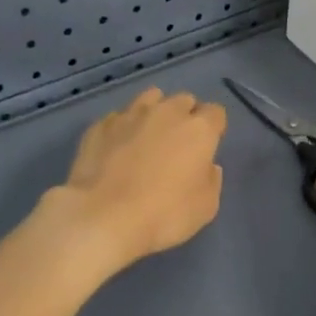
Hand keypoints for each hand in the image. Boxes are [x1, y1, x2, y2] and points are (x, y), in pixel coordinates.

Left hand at [49, 88, 226, 272]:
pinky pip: (119, 118)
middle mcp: (167, 112)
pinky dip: (123, 128)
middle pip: (184, 100)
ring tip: (147, 137)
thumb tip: (207, 166)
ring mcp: (130, 115)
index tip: (207, 147)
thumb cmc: (164, 214)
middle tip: (178, 144)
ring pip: (150, 98)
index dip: (214, 128)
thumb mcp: (206, 207)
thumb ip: (211, 180)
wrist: (103, 217)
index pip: (216, 112)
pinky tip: (116, 149)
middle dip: (185, 116)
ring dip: (155, 112)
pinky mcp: (100, 125)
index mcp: (199, 129)